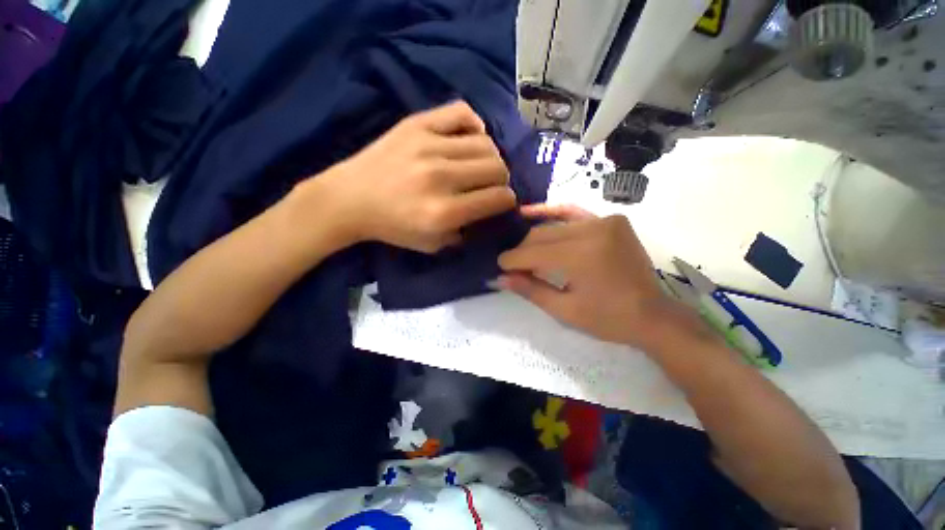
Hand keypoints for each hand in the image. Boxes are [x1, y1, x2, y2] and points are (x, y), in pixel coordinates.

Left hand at [314, 101, 516, 252]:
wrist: (350, 199)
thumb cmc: (393, 227)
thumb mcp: (433, 245)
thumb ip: (466, 232)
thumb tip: (489, 213)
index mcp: (444, 212)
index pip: (498, 198)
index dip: (507, 201)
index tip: (502, 202)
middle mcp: (440, 177)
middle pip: (497, 168)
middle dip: (501, 180)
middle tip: (490, 185)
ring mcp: (428, 145)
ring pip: (486, 143)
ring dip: (490, 157)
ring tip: (479, 165)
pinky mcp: (416, 124)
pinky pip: (462, 112)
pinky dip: (474, 125)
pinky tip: (468, 139)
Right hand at [498, 204, 709, 351]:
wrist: (653, 315)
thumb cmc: (607, 319)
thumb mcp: (564, 310)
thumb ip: (530, 289)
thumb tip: (499, 278)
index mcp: (581, 256)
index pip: (533, 253)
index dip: (512, 260)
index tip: (498, 266)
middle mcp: (592, 231)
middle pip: (541, 236)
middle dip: (522, 250)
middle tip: (510, 263)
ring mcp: (605, 221)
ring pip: (554, 226)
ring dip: (534, 236)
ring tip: (518, 244)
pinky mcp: (612, 220)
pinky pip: (574, 212)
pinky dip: (553, 213)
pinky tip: (532, 212)